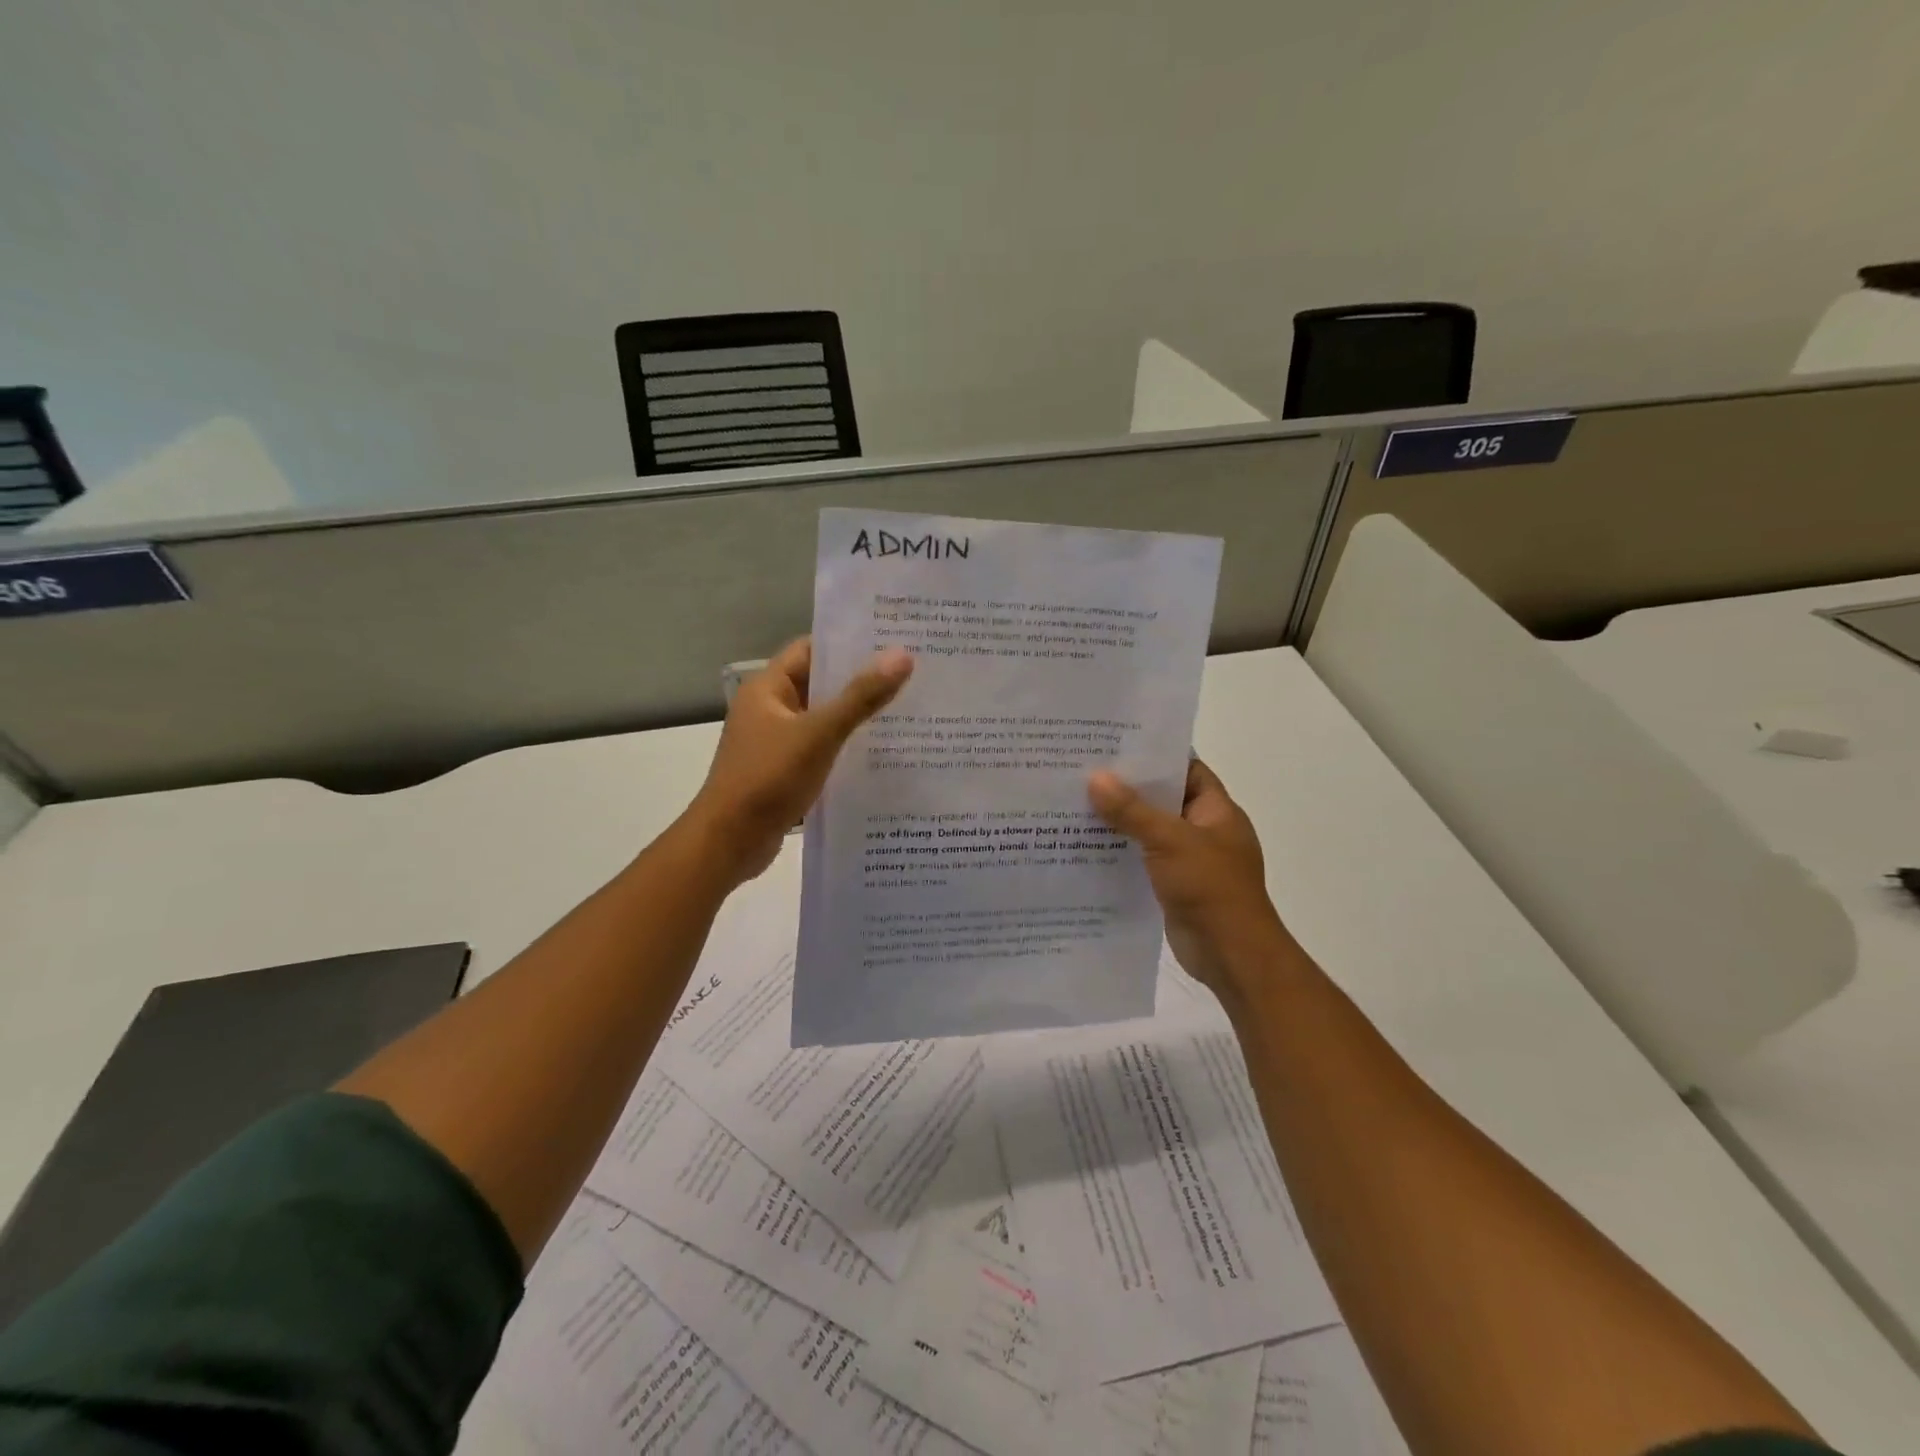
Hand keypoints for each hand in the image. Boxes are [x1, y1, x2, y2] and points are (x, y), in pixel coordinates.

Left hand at [685, 637, 913, 882]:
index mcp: (768, 688)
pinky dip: (845, 748)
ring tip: (907, 710)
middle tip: (911, 675)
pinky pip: (820, 749)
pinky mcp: (784, 772)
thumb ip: (860, 696)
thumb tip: (903, 655)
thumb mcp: (819, 734)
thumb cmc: (768, 778)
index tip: (891, 641)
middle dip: (860, 681)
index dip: (848, 644)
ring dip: (855, 717)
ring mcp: (775, 742)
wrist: (729, 842)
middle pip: (819, 684)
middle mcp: (769, 709)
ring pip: (822, 719)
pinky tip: (881, 753)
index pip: (811, 650)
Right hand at [1088, 758, 1289, 995]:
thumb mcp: (1169, 841)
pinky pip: (1143, 859)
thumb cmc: (1210, 887)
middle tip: (1086, 770)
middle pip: (1164, 798)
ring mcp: (1189, 859)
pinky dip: (1121, 851)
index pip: (1187, 768)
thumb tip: (1095, 777)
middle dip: (1129, 788)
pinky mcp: (1173, 885)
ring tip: (1076, 803)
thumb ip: (1132, 810)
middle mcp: (1204, 830)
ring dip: (1121, 821)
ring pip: (1150, 830)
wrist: (1231, 954)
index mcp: (1216, 810)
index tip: (1117, 744)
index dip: (1156, 755)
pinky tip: (1087, 845)